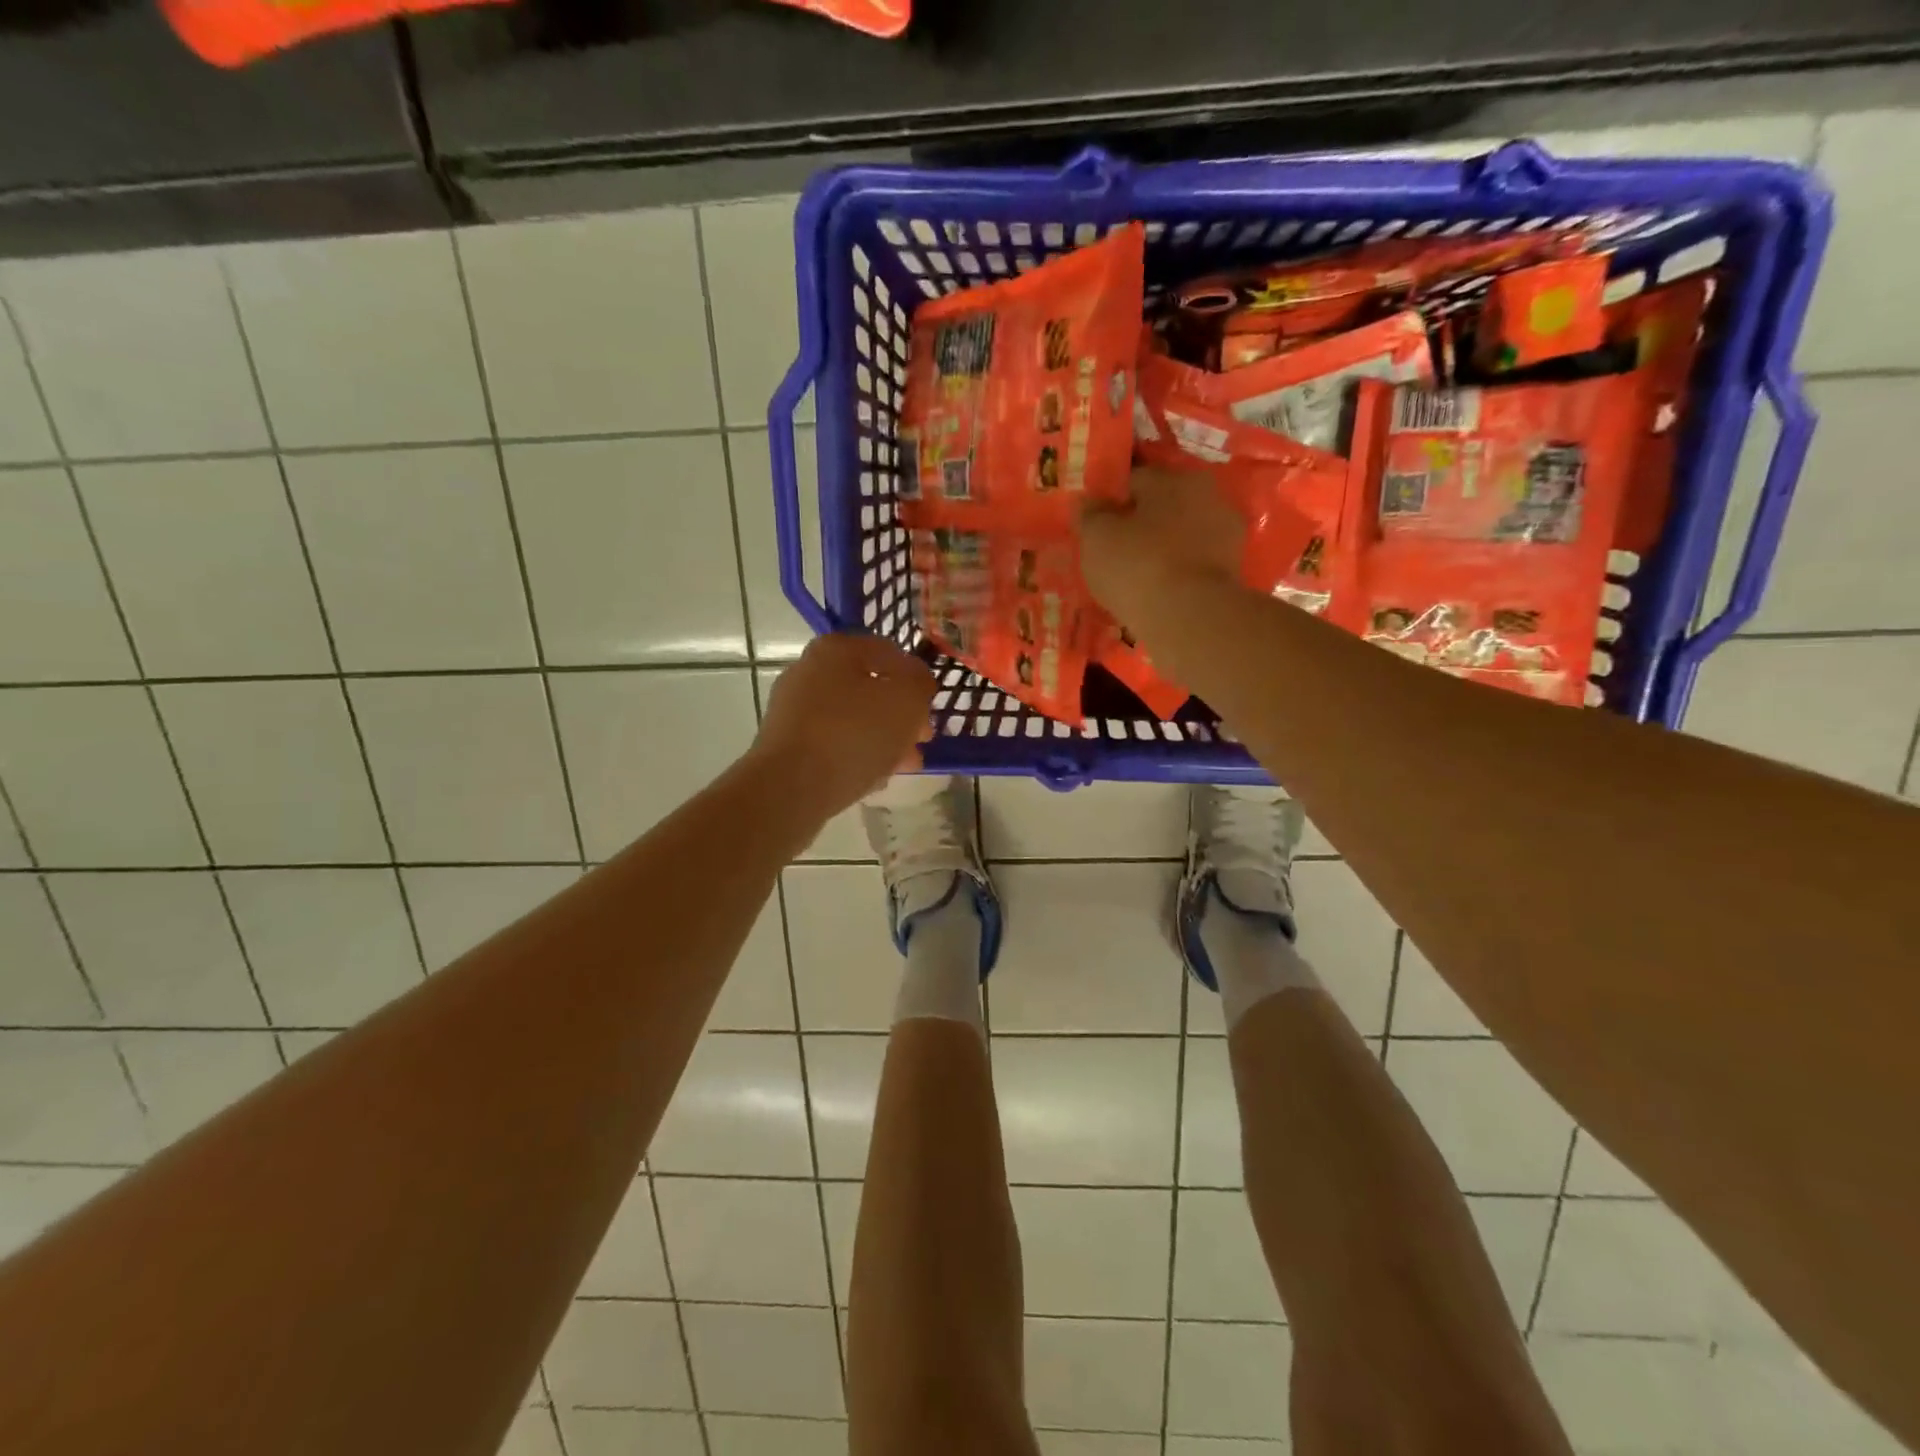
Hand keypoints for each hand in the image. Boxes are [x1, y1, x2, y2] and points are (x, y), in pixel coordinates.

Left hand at [752, 633, 936, 818]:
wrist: (791, 788)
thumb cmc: (854, 733)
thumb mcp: (906, 701)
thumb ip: (919, 684)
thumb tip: (917, 681)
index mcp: (835, 649)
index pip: (888, 652)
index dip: (915, 677)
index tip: (930, 705)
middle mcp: (809, 671)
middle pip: (869, 688)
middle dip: (900, 714)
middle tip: (921, 739)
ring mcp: (793, 709)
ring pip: (852, 719)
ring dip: (883, 738)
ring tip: (904, 764)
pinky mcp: (786, 744)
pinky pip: (832, 743)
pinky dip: (855, 755)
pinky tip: (874, 778)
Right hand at [1079, 465, 1244, 622]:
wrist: (1190, 617)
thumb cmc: (1137, 566)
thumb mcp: (1096, 538)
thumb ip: (1090, 515)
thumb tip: (1088, 501)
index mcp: (1172, 478)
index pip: (1133, 480)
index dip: (1110, 502)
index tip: (1095, 527)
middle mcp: (1206, 494)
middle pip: (1162, 506)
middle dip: (1139, 524)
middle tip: (1114, 552)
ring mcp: (1225, 532)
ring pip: (1180, 535)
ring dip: (1161, 549)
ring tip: (1134, 577)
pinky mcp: (1233, 569)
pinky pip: (1193, 563)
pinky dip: (1177, 572)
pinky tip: (1157, 592)